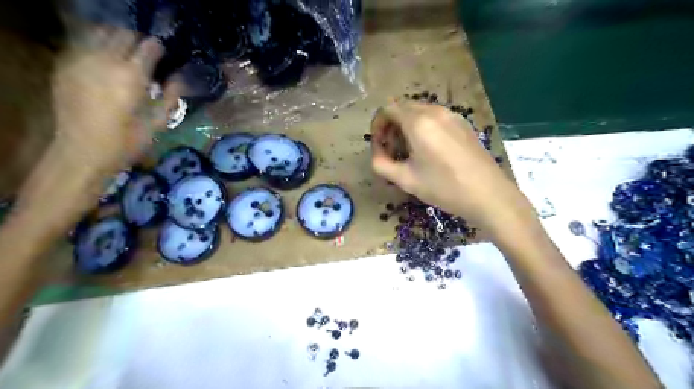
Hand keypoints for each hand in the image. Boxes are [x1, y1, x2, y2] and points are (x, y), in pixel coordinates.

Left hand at [50, 25, 164, 172]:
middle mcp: (106, 61)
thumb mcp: (158, 124)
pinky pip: (83, 43)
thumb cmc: (127, 142)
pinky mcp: (66, 66)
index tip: (164, 53)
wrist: (82, 151)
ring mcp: (82, 60)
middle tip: (146, 53)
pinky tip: (106, 58)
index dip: (158, 48)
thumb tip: (179, 79)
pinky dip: (97, 44)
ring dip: (117, 38)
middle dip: (138, 40)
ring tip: (126, 52)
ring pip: (100, 33)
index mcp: (132, 76)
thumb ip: (171, 98)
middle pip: (123, 34)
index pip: (148, 47)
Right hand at [372, 100, 532, 233]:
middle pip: (403, 108)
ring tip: (410, 152)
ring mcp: (452, 115)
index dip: (377, 125)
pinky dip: (424, 127)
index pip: (387, 109)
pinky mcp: (463, 123)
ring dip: (407, 126)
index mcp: (418, 122)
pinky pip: (436, 118)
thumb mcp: (405, 180)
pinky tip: (429, 150)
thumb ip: (381, 164)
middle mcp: (435, 111)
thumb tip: (377, 153)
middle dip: (391, 126)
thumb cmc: (444, 187)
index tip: (379, 145)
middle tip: (392, 150)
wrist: (488, 194)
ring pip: (420, 112)